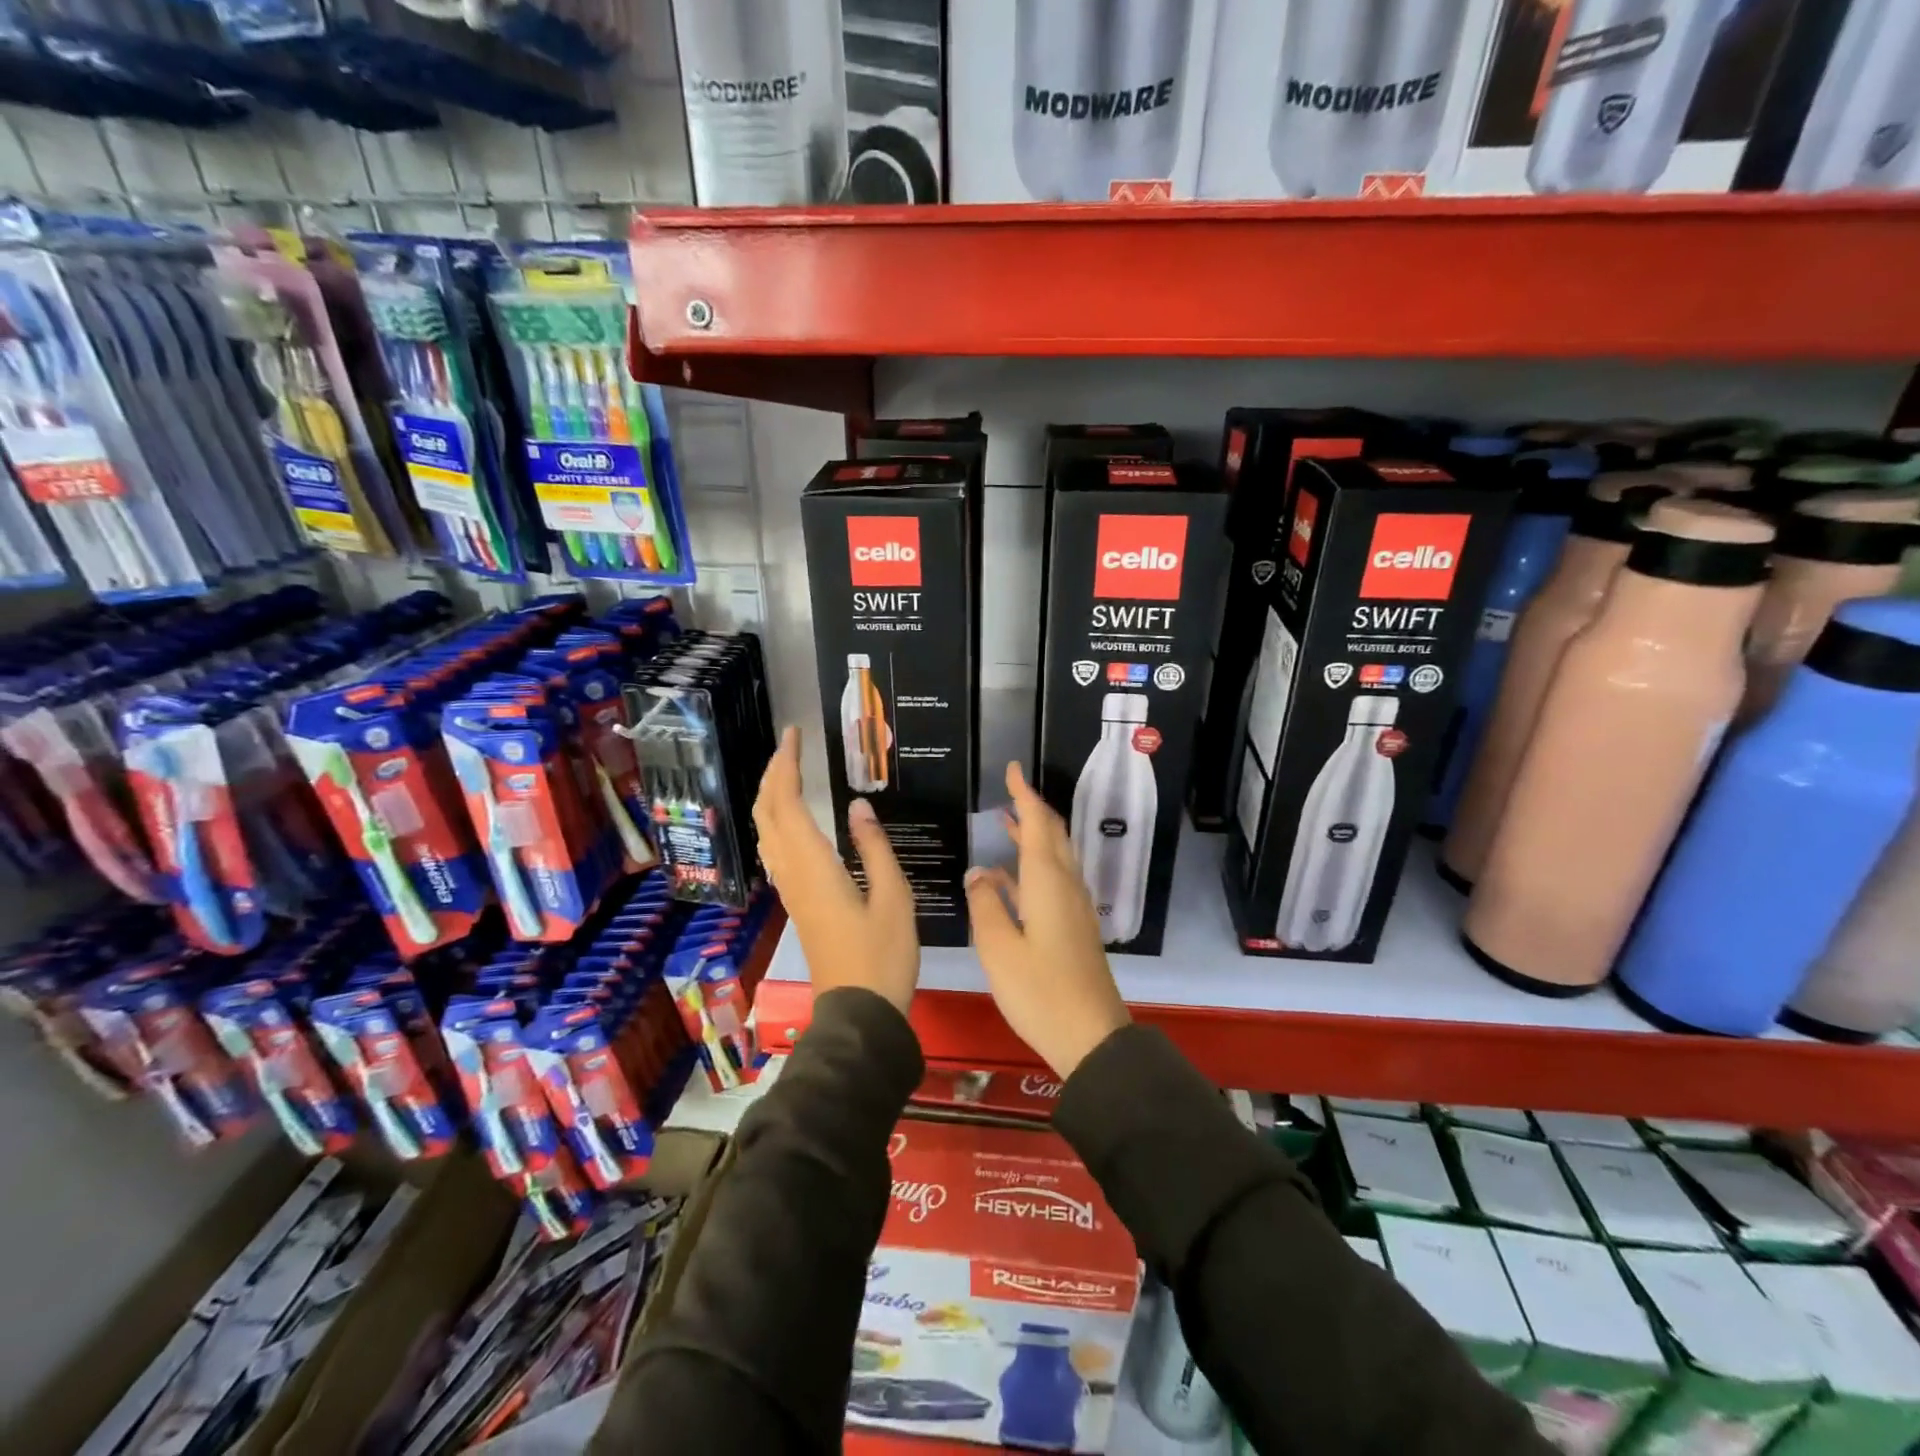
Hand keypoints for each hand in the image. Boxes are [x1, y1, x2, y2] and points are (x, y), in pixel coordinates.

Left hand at [753, 725, 919, 1013]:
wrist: (859, 1011)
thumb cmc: (883, 955)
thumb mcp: (894, 897)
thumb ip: (875, 848)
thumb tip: (859, 807)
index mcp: (814, 866)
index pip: (787, 803)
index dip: (785, 765)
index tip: (795, 735)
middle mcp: (793, 873)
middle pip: (767, 814)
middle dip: (772, 775)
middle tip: (792, 747)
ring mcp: (791, 890)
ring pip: (767, 832)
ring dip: (772, 797)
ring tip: (790, 772)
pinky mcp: (798, 903)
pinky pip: (776, 851)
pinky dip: (778, 821)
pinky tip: (794, 820)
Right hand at [966, 762, 1129, 1078]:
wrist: (1091, 1036)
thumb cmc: (1039, 991)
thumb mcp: (999, 948)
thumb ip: (986, 905)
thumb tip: (978, 873)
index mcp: (1048, 882)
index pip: (1038, 823)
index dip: (1024, 794)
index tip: (1012, 769)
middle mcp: (1066, 886)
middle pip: (1053, 835)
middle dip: (1031, 810)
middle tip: (1008, 793)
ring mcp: (1074, 907)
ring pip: (1055, 857)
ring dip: (1032, 837)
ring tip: (1006, 823)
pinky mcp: (1075, 927)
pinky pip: (1053, 881)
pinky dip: (1032, 869)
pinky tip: (1007, 880)